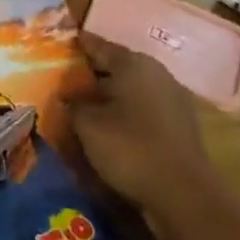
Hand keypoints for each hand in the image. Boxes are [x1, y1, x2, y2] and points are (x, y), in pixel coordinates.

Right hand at [72, 32, 221, 231]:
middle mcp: (156, 73)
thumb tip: (68, 97)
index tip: (55, 47)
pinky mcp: (180, 125)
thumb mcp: (87, 123)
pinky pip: (144, 108)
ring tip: (84, 105)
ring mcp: (172, 98)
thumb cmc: (129, 147)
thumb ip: (73, 103)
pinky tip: (109, 126)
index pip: (96, 44)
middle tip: (65, 80)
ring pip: (131, 88)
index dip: (75, 45)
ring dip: (109, 94)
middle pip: (116, 65)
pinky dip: (125, 112)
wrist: (184, 195)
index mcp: (133, 62)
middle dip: (91, 73)